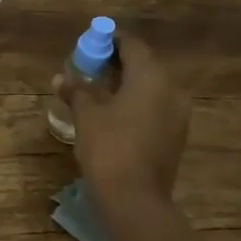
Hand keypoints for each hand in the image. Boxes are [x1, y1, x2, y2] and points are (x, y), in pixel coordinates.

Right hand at [58, 31, 192, 205]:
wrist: (135, 199)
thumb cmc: (109, 147)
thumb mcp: (86, 115)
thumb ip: (77, 90)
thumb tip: (62, 78)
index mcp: (151, 77)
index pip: (132, 45)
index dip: (109, 41)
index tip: (89, 45)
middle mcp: (171, 90)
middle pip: (144, 65)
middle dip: (116, 63)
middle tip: (89, 68)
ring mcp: (178, 114)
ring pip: (151, 87)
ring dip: (126, 84)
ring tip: (98, 92)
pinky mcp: (176, 135)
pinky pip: (155, 107)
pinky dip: (136, 103)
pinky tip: (113, 114)